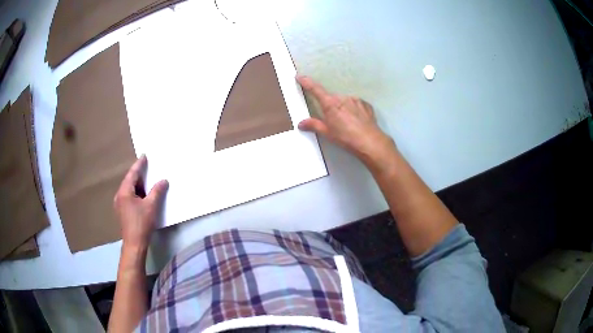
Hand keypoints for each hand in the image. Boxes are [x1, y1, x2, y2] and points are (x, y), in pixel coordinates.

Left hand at [113, 155, 168, 249]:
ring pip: (129, 190)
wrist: (134, 244)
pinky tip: (144, 196)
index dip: (139, 164)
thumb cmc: (141, 223)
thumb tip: (163, 180)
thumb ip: (157, 191)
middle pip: (129, 181)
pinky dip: (137, 193)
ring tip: (148, 181)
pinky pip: (130, 197)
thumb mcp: (151, 206)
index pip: (132, 174)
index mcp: (124, 192)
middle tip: (148, 168)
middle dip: (139, 175)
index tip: (144, 156)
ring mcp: (120, 204)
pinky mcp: (123, 212)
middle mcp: (120, 196)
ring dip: (139, 185)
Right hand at [296, 75, 394, 163]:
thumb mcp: (327, 133)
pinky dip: (354, 110)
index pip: (315, 89)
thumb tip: (302, 123)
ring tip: (346, 124)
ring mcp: (355, 100)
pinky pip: (356, 105)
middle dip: (330, 107)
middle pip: (331, 98)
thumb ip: (313, 125)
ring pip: (344, 101)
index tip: (300, 77)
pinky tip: (356, 121)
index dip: (306, 82)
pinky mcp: (365, 104)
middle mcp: (342, 98)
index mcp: (330, 104)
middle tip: (332, 121)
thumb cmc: (347, 138)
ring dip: (342, 109)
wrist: (369, 142)